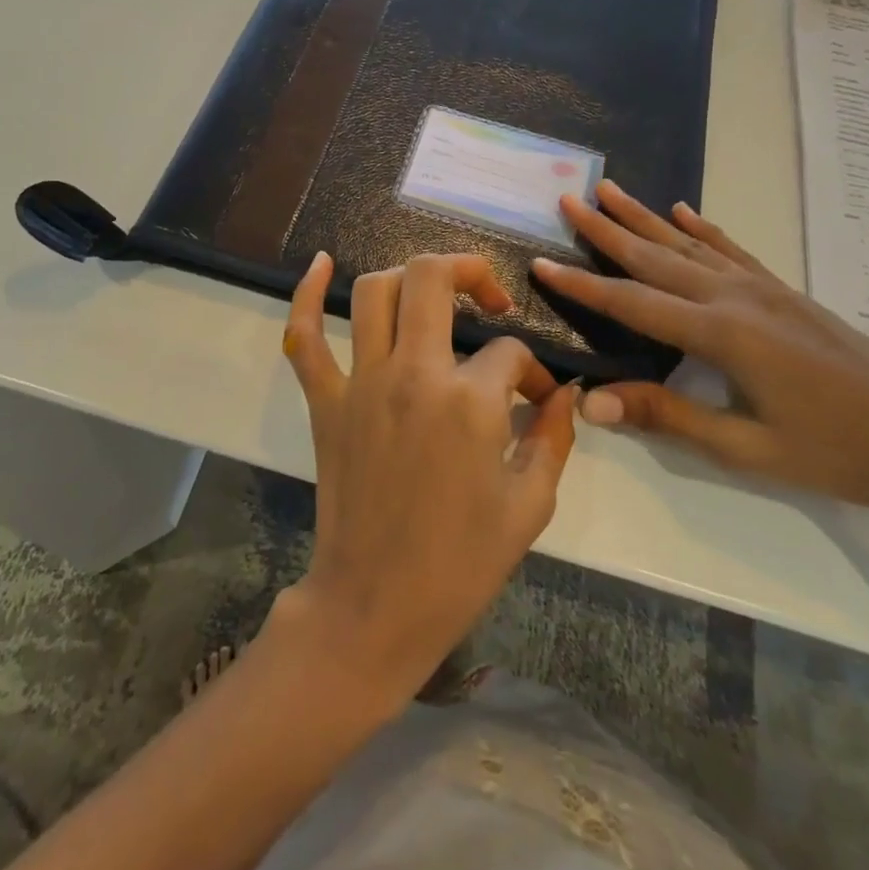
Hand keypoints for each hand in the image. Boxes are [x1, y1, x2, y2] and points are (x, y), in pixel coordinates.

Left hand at [274, 252, 578, 708]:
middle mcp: (413, 374)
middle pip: (433, 278)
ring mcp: (361, 383)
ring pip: (374, 291)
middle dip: (470, 272)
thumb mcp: (530, 506)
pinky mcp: (325, 401)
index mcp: (470, 402)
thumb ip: (553, 438)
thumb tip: (564, 394)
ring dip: (407, 278)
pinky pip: (304, 336)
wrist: (377, 606)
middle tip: (489, 298)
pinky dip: (307, 294)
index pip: (511, 354)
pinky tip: (321, 263)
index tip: (537, 398)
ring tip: (431, 294)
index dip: (533, 371)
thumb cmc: (461, 564)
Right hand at [531, 182, 868, 520]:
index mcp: (720, 334)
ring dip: (645, 217)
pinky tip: (684, 211)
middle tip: (569, 198)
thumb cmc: (836, 453)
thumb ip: (667, 417)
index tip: (540, 260)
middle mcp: (736, 298)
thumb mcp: (745, 448)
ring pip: (689, 244)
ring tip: (611, 190)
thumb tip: (592, 403)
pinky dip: (703, 228)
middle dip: (607, 228)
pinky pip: (733, 251)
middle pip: (656, 257)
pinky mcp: (786, 293)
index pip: (631, 302)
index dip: (582, 283)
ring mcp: (764, 289)